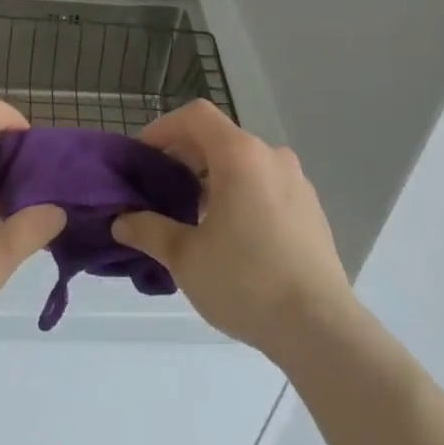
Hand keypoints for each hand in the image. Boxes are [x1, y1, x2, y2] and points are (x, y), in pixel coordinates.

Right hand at [112, 100, 354, 359]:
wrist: (321, 329)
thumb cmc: (246, 282)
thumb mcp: (185, 258)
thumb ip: (149, 230)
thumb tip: (122, 222)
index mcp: (240, 155)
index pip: (195, 115)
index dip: (163, 128)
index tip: (142, 157)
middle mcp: (271, 156)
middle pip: (219, 138)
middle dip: (184, 157)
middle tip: (159, 190)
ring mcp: (297, 182)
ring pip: (244, 163)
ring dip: (213, 177)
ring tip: (192, 216)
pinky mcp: (311, 209)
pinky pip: (265, 185)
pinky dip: (240, 193)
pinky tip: (231, 235)